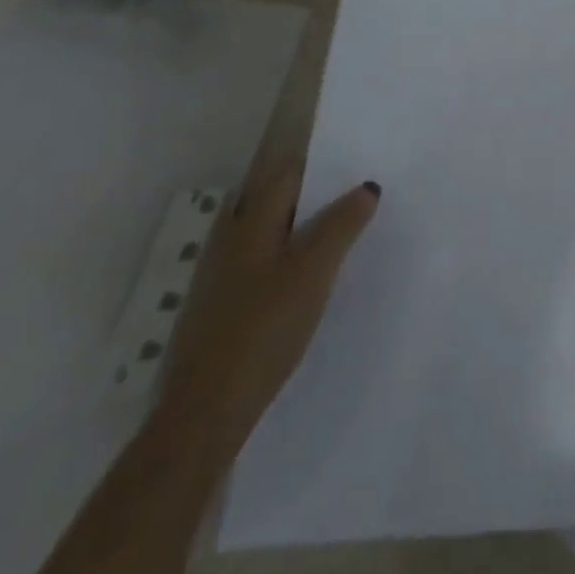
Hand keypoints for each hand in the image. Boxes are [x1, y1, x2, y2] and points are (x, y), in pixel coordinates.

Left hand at [155, 166, 380, 455]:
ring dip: (292, 227)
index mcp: (250, 224)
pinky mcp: (218, 309)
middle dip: (304, 194)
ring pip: (260, 234)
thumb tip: (366, 187)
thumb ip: (342, 225)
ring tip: (332, 236)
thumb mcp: (315, 270)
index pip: (285, 175)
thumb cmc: (265, 326)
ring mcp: (218, 277)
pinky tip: (301, 280)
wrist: (207, 409)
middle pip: (268, 201)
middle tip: (348, 197)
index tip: (351, 164)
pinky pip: (255, 264)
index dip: (317, 165)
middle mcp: (229, 241)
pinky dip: (280, 258)